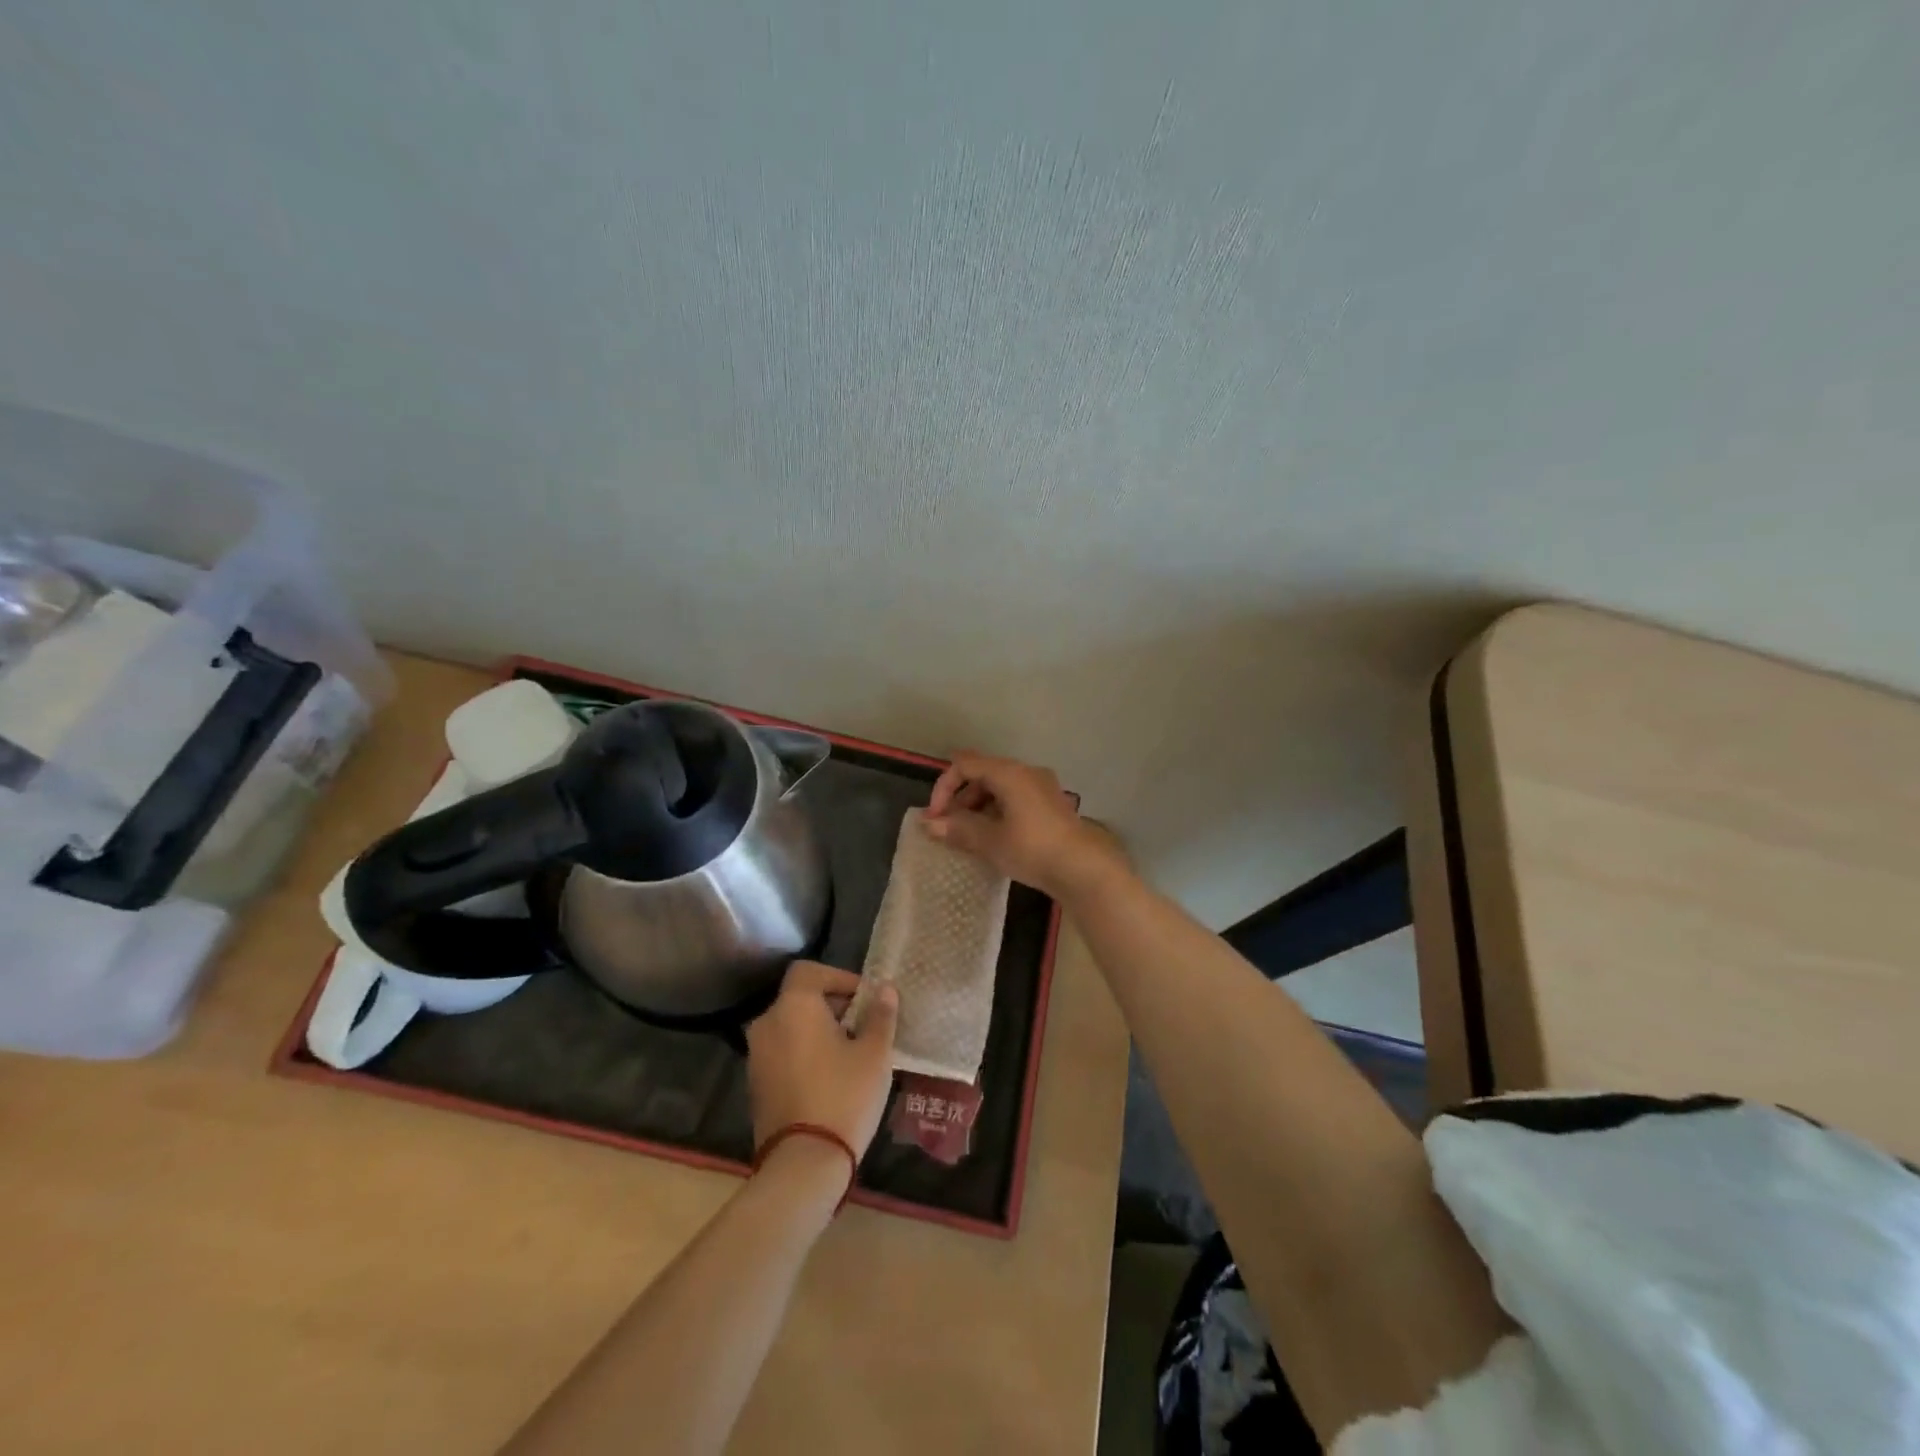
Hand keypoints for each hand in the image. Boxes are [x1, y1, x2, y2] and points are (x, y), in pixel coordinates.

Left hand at [745, 961, 898, 1158]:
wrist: (803, 1164)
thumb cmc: (844, 1096)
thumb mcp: (874, 1053)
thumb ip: (880, 1016)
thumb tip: (885, 989)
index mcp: (793, 1007)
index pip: (810, 971)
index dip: (839, 977)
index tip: (865, 999)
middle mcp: (767, 1023)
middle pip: (800, 998)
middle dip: (833, 1006)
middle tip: (864, 1027)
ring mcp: (757, 1056)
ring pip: (791, 1027)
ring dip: (819, 1031)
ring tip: (851, 1054)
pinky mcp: (755, 1085)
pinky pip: (783, 1052)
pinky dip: (804, 1053)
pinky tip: (830, 1077)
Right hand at [922, 752, 1124, 900]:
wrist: (1084, 868)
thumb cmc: (1032, 849)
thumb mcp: (990, 841)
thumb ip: (958, 829)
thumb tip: (929, 825)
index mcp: (1008, 772)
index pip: (964, 764)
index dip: (943, 787)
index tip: (935, 817)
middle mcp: (1026, 771)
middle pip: (982, 773)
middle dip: (961, 798)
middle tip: (950, 829)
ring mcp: (1042, 786)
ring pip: (999, 787)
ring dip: (979, 806)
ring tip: (970, 836)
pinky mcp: (1052, 804)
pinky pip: (1015, 798)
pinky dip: (998, 811)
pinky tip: (995, 837)